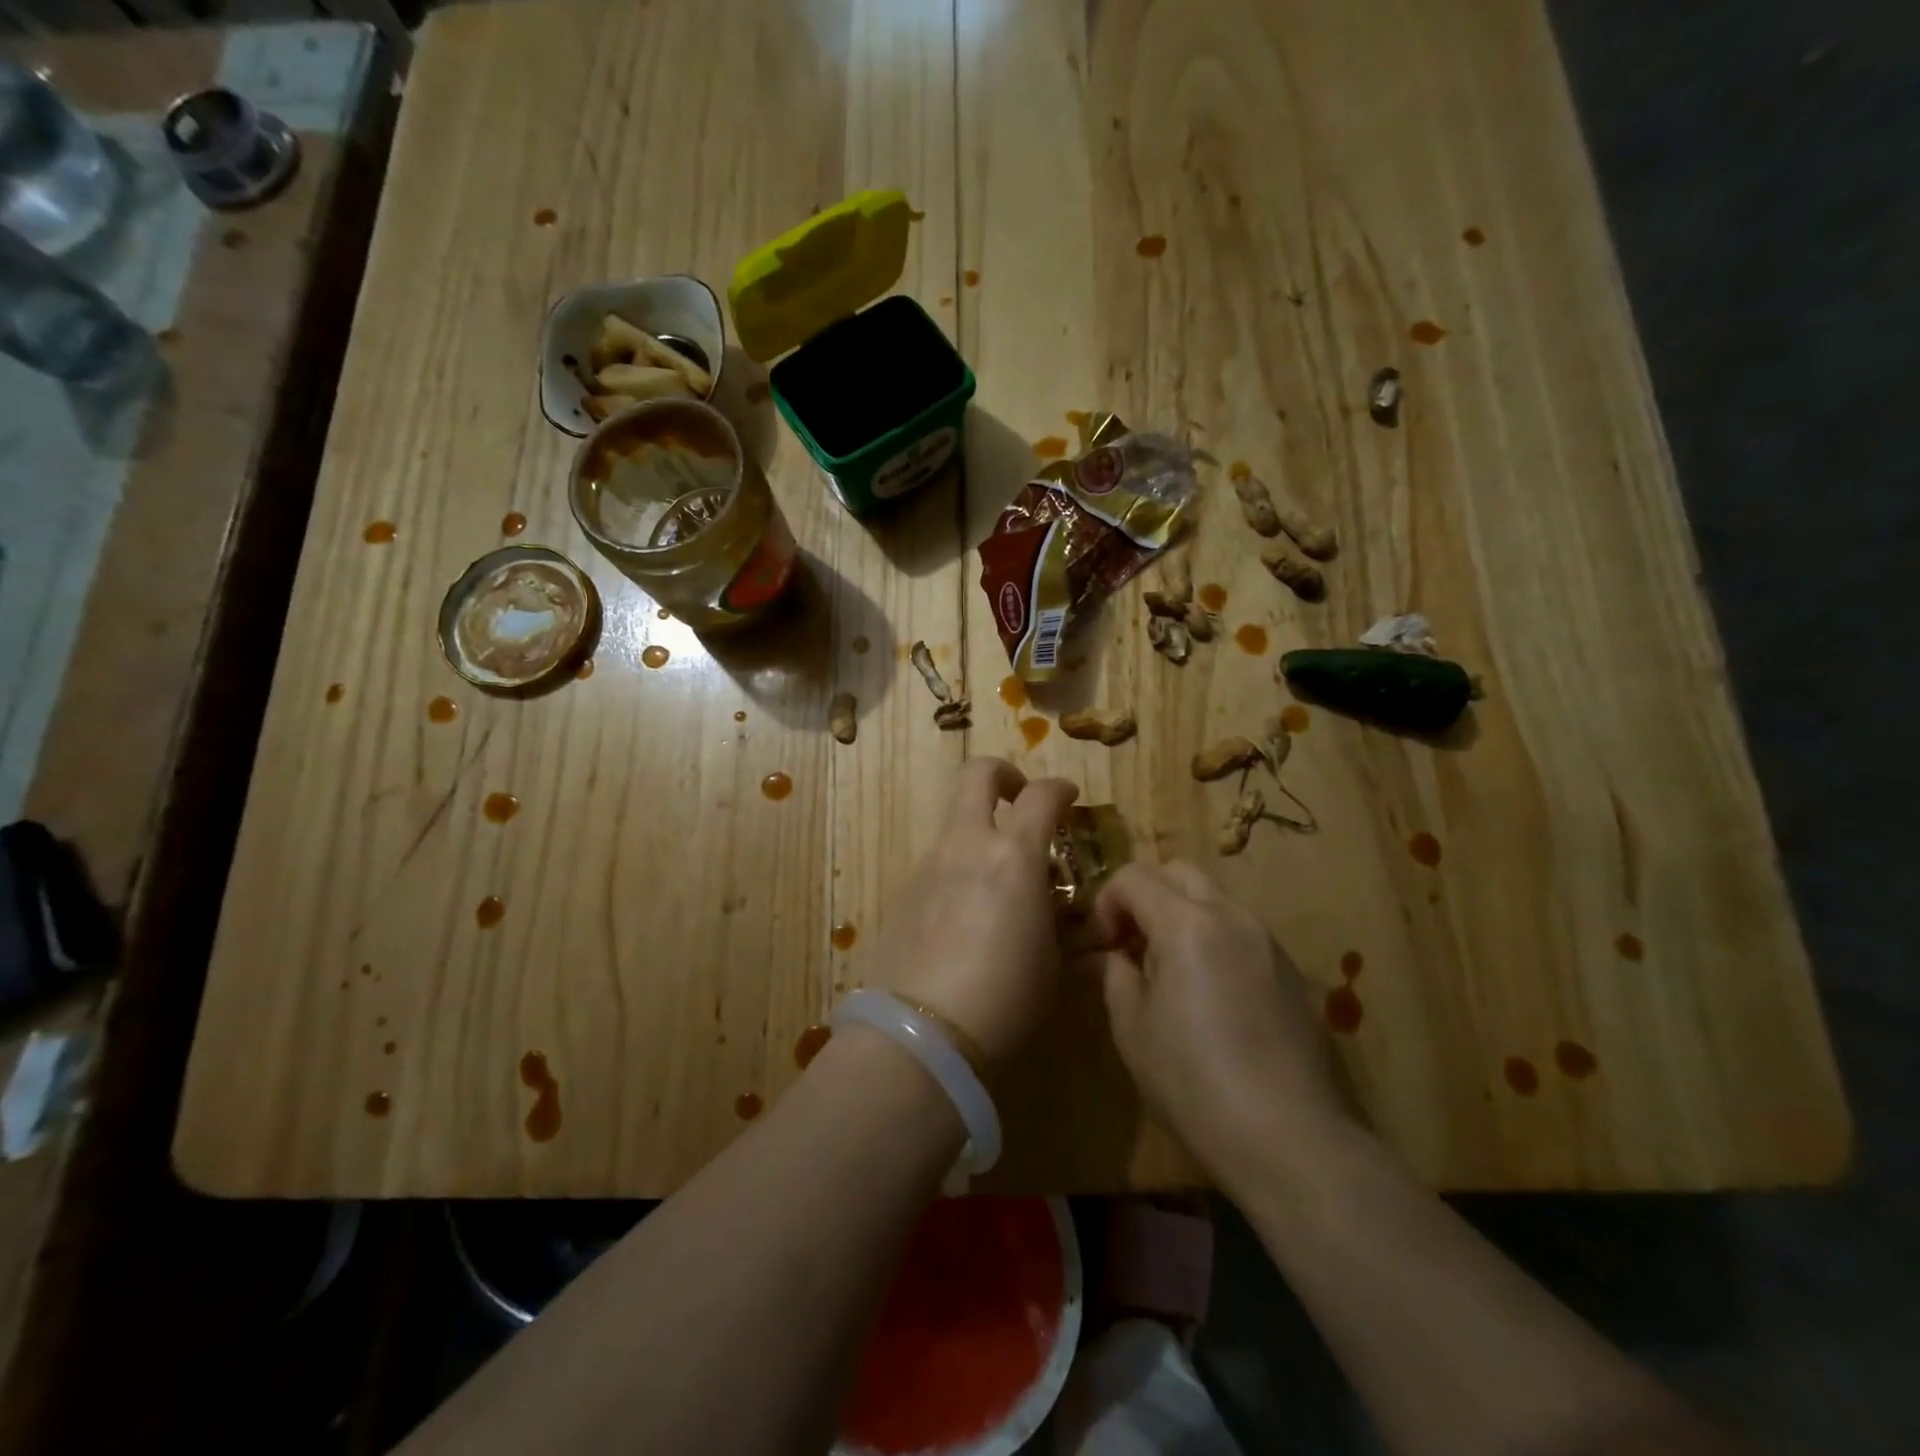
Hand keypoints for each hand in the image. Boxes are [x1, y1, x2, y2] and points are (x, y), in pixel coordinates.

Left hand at [872, 759, 1078, 1060]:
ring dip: (979, 832)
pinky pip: (936, 864)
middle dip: (1004, 775)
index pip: (1042, 794)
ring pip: (955, 823)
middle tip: (1020, 802)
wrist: (921, 1037)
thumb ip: (1056, 919)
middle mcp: (966, 846)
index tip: (1070, 798)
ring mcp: (927, 866)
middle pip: (977, 774)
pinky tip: (965, 918)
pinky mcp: (902, 893)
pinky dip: (957, 870)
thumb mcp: (1052, 963)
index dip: (1061, 788)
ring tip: (997, 882)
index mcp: (1013, 856)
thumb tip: (1054, 905)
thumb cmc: (1006, 1001)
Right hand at [1091, 860, 1352, 1182]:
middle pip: (1179, 872)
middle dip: (1146, 895)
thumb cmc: (1195, 1083)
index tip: (1102, 946)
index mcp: (1187, 924)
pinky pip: (1240, 930)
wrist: (1291, 1139)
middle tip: (1132, 944)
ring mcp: (1267, 941)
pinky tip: (1211, 995)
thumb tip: (1110, 957)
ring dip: (1181, 915)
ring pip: (1214, 898)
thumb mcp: (1133, 1030)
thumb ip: (1116, 976)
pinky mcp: (1291, 970)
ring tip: (1170, 971)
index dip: (1106, 903)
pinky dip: (1213, 938)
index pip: (1133, 877)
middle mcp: (1231, 917)